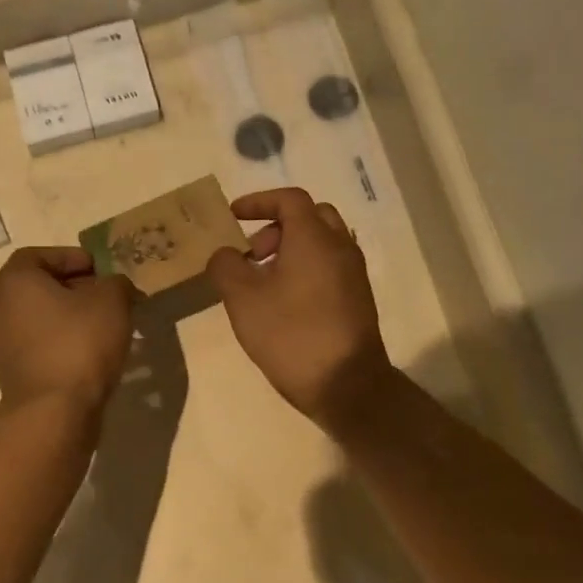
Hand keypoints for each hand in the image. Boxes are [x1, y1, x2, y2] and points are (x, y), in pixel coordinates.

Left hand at [0, 246, 134, 414]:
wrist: (53, 412)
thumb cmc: (79, 344)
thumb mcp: (112, 301)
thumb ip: (116, 283)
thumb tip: (115, 287)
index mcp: (14, 282)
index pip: (39, 255)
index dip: (72, 257)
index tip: (101, 270)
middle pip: (39, 287)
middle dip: (76, 288)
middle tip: (109, 297)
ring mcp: (1, 344)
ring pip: (41, 319)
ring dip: (71, 318)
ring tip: (106, 327)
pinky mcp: (12, 373)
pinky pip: (41, 347)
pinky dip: (63, 344)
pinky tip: (92, 355)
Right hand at [207, 189, 398, 432]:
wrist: (345, 383)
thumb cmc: (290, 333)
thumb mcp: (242, 299)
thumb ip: (226, 266)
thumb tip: (225, 254)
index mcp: (313, 238)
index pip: (289, 199)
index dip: (258, 201)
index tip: (233, 216)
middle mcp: (340, 247)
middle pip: (311, 217)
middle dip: (277, 225)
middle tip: (252, 253)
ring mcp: (353, 274)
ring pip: (322, 243)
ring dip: (291, 249)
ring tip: (263, 282)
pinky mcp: (357, 299)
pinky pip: (329, 267)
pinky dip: (305, 269)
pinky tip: (283, 302)